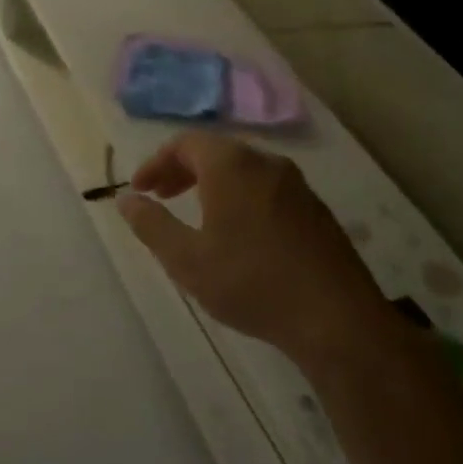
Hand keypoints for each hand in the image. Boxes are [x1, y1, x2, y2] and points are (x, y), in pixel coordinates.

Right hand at [117, 131, 391, 365]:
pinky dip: (240, 197)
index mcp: (231, 166)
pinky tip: (237, 234)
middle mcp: (266, 163)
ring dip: (211, 184)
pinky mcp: (316, 210)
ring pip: (243, 170)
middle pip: (215, 152)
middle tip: (160, 197)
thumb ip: (151, 224)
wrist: (337, 319)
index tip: (139, 190)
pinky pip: (266, 189)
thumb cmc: (250, 282)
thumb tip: (125, 200)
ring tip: (195, 215)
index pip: (185, 143)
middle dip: (181, 171)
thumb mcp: (186, 258)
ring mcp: (297, 185)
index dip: (156, 163)